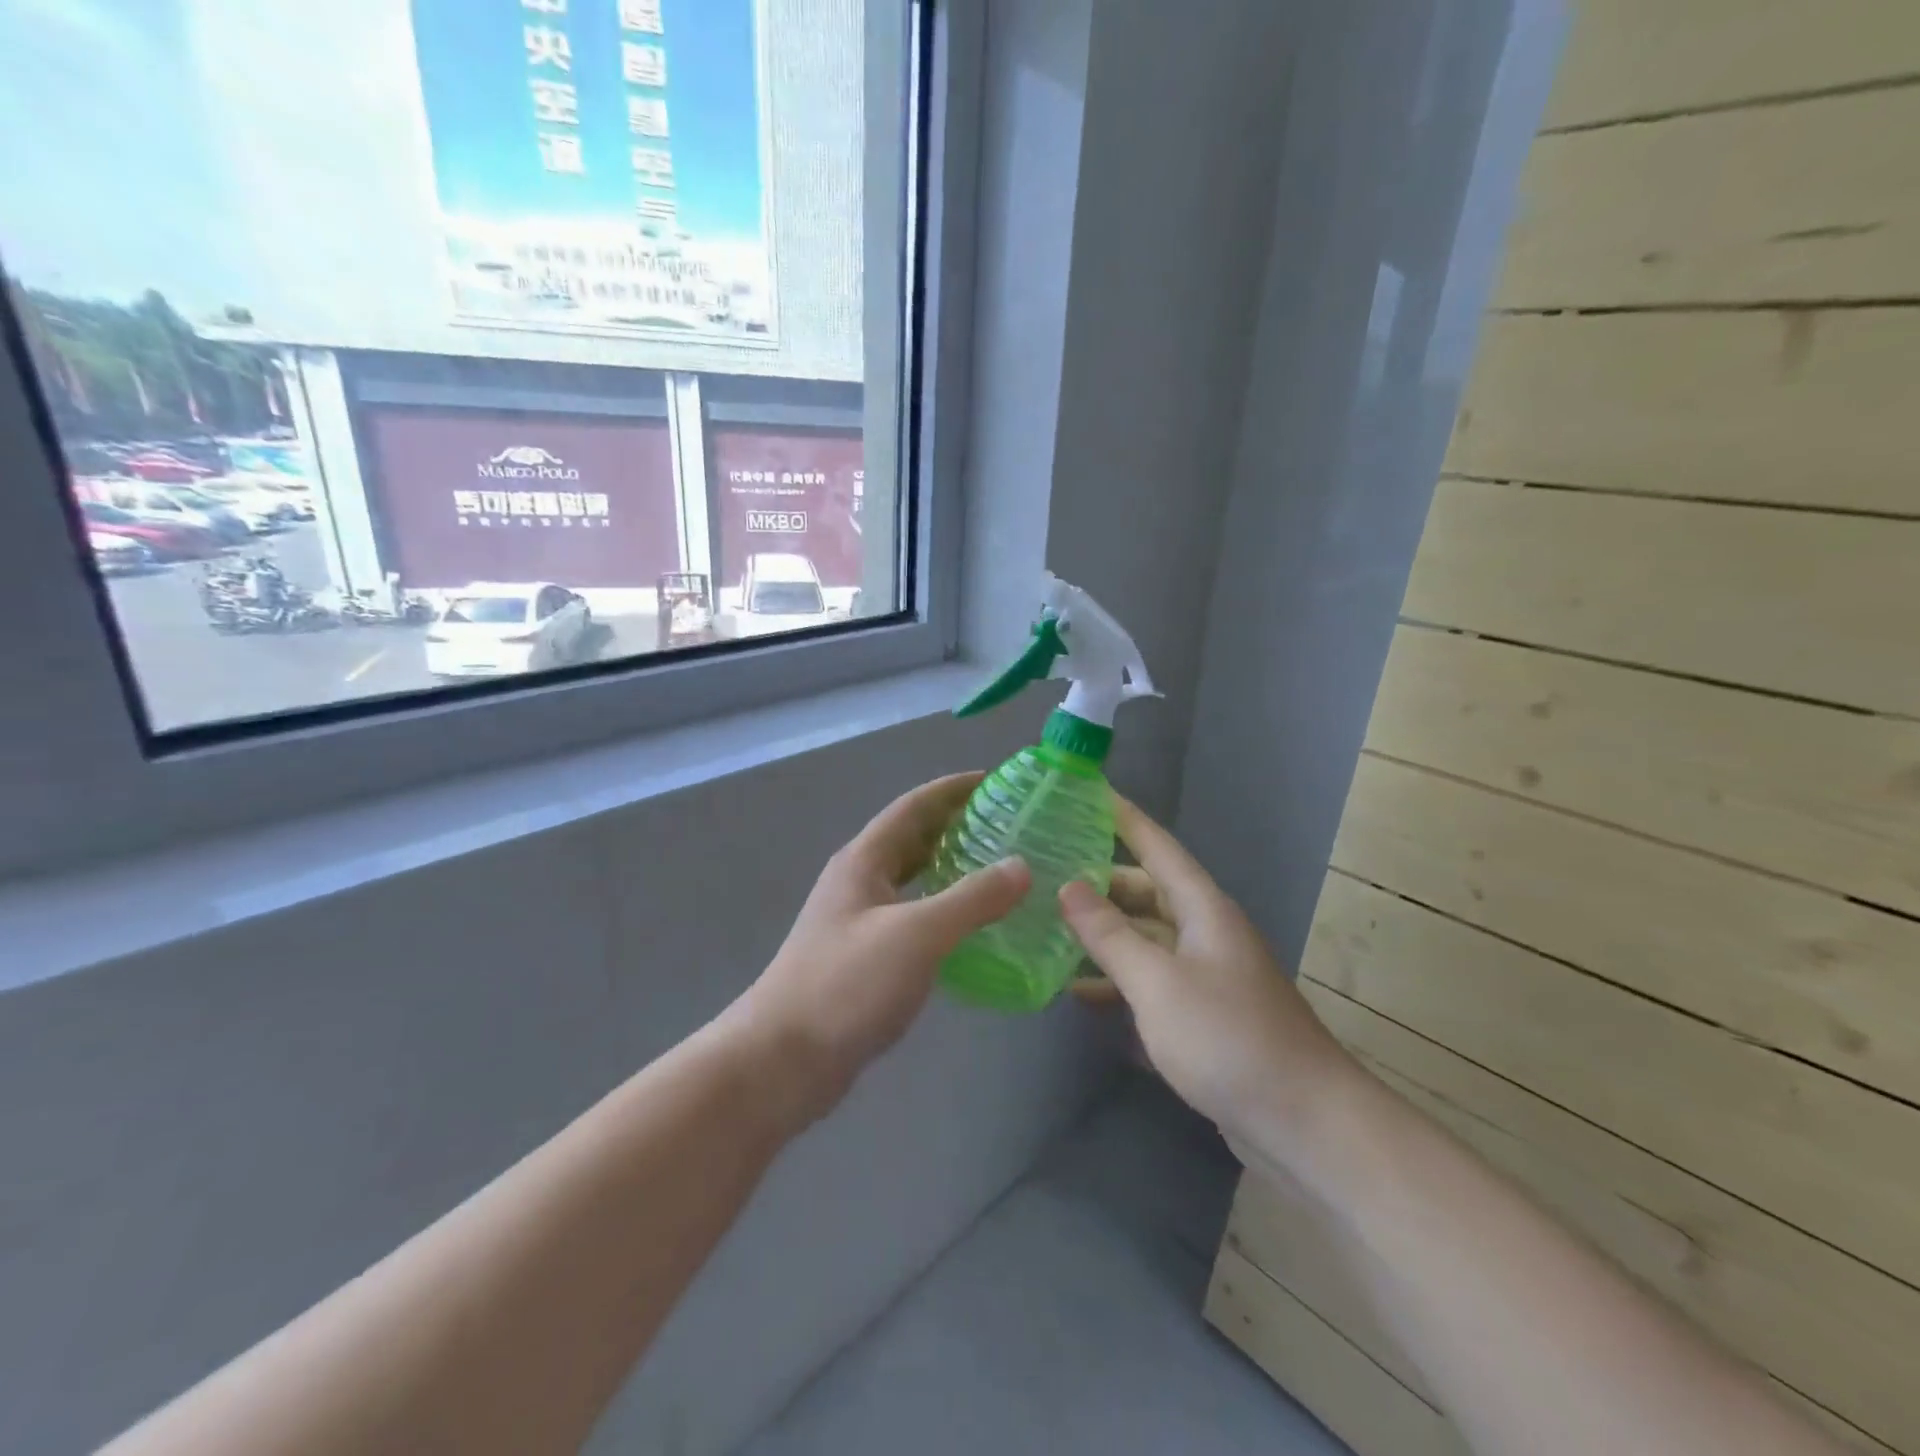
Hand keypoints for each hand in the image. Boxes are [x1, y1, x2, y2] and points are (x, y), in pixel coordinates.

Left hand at [730, 772, 1030, 1123]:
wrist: (782, 1061)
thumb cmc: (846, 985)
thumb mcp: (917, 935)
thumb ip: (972, 899)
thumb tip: (1021, 866)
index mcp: (864, 860)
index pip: (914, 806)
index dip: (953, 789)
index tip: (997, 781)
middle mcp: (859, 882)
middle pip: (912, 839)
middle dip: (956, 826)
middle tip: (1009, 827)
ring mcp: (857, 921)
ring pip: (912, 880)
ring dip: (950, 869)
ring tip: (1000, 872)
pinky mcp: (863, 958)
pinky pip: (911, 917)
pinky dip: (942, 911)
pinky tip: (970, 929)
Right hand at [1058, 799, 1355, 1153]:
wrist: (1304, 1123)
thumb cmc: (1227, 1037)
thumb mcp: (1157, 982)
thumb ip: (1109, 934)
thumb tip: (1069, 886)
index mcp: (1203, 910)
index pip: (1158, 847)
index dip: (1126, 819)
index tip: (1091, 793)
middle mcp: (1207, 933)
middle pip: (1148, 893)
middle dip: (1102, 883)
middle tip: (1049, 875)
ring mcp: (1207, 976)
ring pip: (1147, 939)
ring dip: (1106, 936)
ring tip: (1051, 932)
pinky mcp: (1204, 1017)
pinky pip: (1152, 982)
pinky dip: (1119, 981)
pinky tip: (1081, 992)